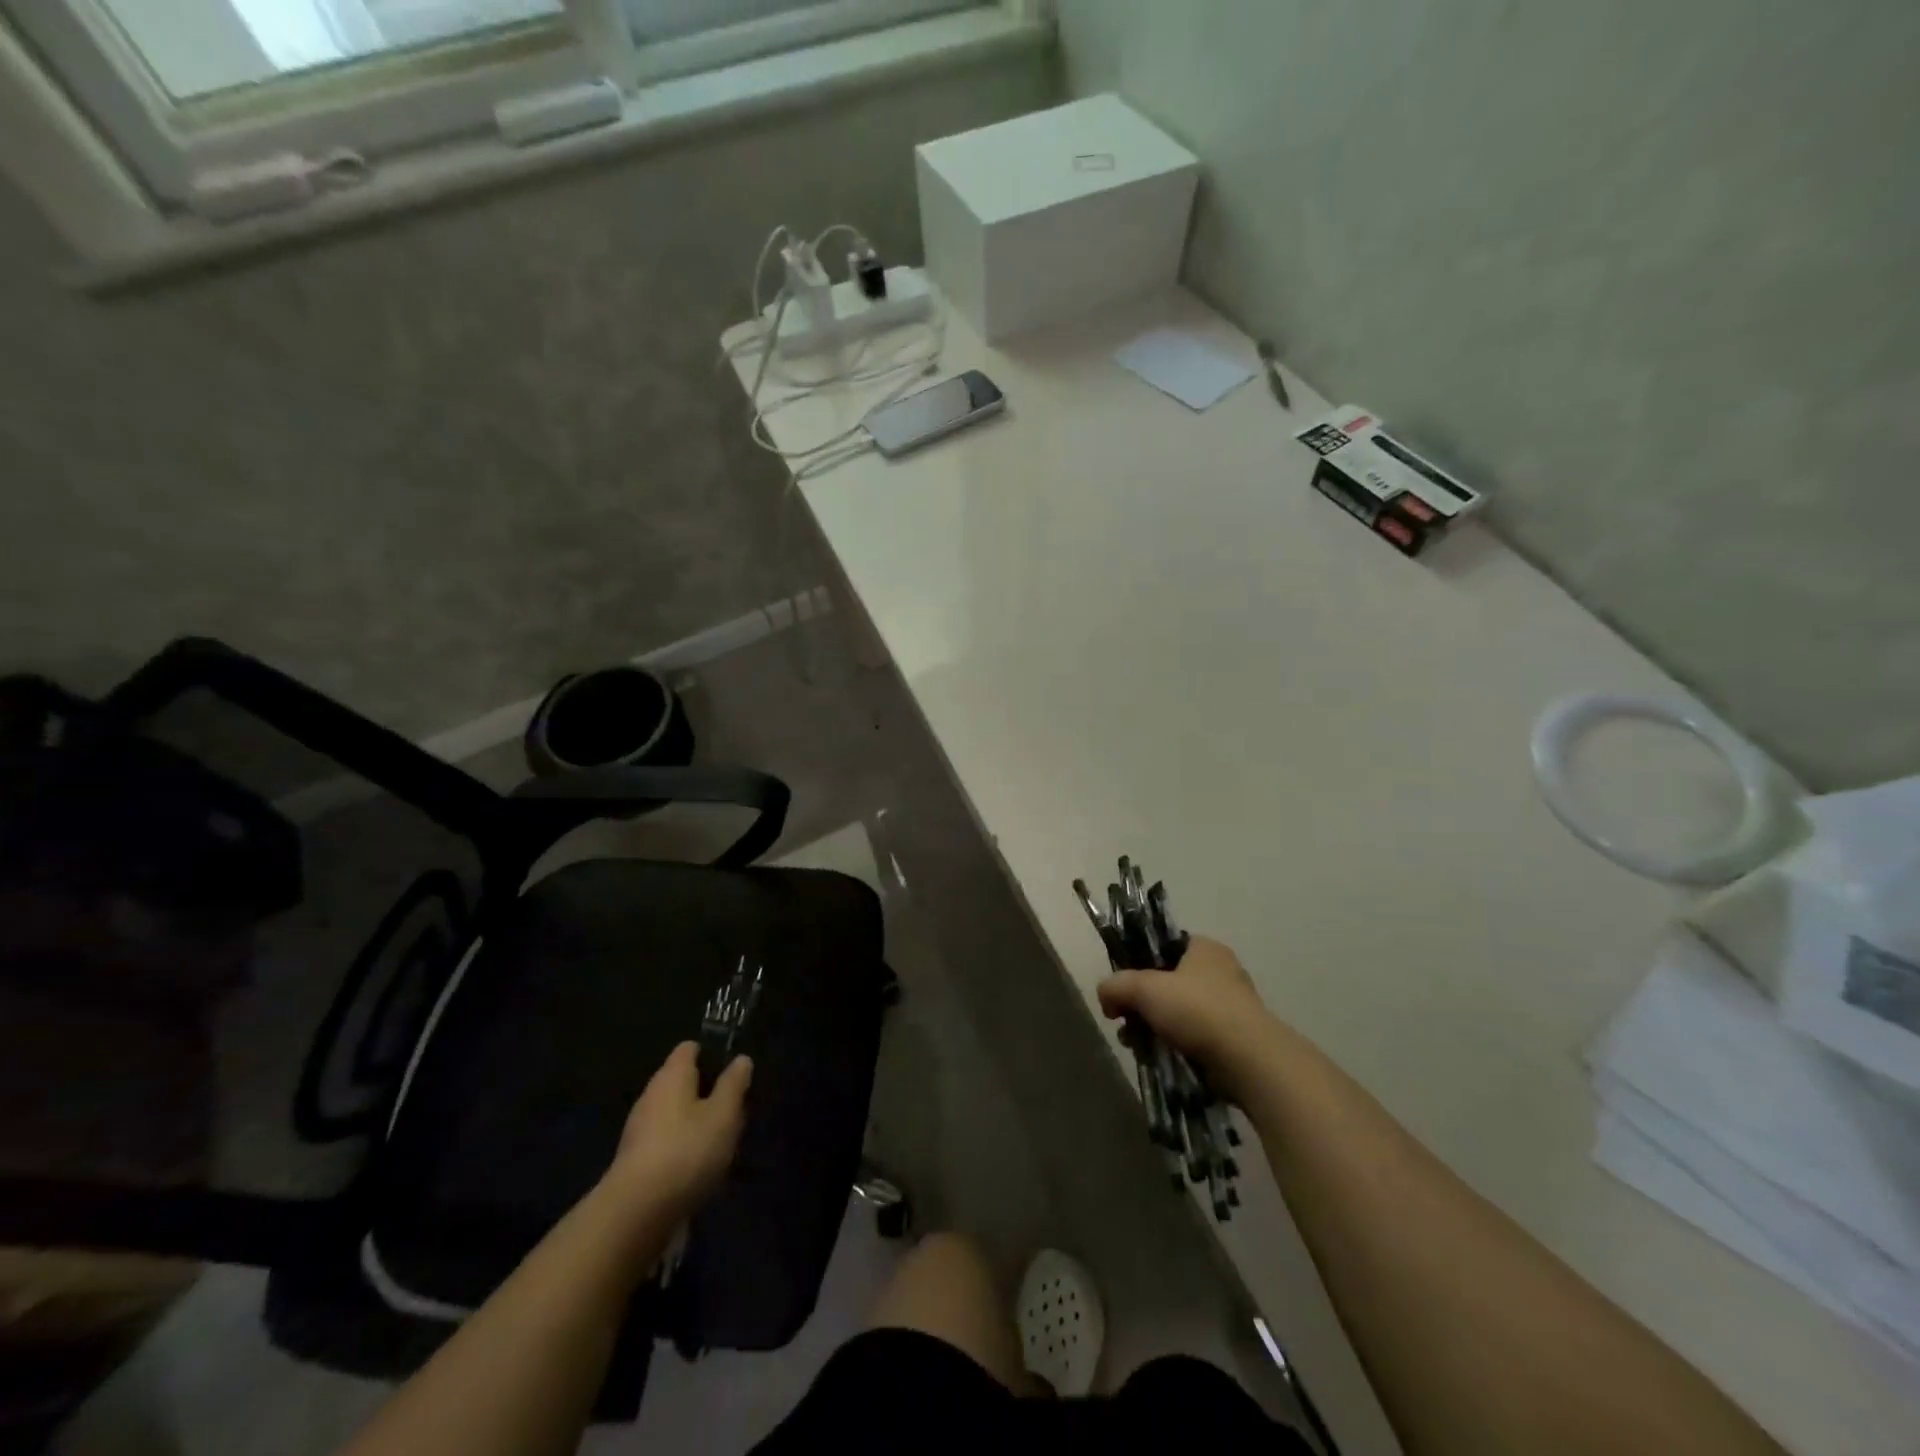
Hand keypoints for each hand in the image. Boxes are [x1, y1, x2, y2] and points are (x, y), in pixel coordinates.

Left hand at [602, 1042, 752, 1220]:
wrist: (636, 1214)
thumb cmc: (687, 1151)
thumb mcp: (724, 1114)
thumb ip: (734, 1084)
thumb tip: (741, 1059)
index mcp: (672, 1075)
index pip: (689, 1049)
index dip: (711, 1053)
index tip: (733, 1069)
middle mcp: (652, 1095)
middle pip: (682, 1082)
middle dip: (708, 1092)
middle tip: (735, 1109)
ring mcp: (640, 1130)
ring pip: (675, 1114)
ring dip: (697, 1123)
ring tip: (722, 1141)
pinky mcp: (636, 1162)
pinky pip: (666, 1142)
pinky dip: (683, 1148)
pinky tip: (701, 1167)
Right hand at [1097, 937, 1277, 1094]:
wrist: (1249, 1061)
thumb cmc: (1197, 1010)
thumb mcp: (1144, 988)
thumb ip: (1116, 985)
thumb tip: (1105, 996)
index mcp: (1204, 948)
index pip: (1164, 945)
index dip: (1139, 962)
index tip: (1124, 986)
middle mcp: (1221, 971)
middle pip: (1168, 982)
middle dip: (1142, 1003)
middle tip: (1125, 1020)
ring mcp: (1232, 1007)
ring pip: (1180, 1012)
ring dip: (1155, 1027)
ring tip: (1138, 1045)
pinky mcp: (1236, 1039)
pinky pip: (1195, 1037)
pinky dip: (1176, 1046)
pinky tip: (1161, 1059)